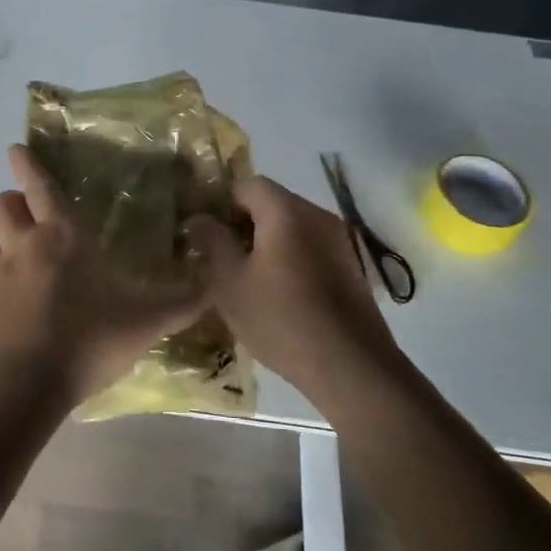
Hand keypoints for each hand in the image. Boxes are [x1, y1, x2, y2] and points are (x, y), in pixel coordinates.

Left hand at [0, 145, 204, 408]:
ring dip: (4, 246)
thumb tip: (215, 283)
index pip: (39, 187)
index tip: (15, 149)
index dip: (27, 165)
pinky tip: (17, 319)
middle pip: (1, 206)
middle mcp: (23, 249)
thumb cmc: (87, 340)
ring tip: (24, 267)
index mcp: (63, 239)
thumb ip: (182, 303)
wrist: (22, 385)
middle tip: (28, 215)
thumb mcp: (146, 323)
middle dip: (10, 202)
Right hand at [186, 177, 398, 399]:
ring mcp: (340, 240)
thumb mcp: (230, 283)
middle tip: (223, 259)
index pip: (249, 185)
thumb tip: (198, 218)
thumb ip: (212, 243)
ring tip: (249, 280)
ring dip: (268, 243)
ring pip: (293, 228)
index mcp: (286, 211)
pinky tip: (281, 295)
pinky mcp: (352, 266)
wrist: (350, 365)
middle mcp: (318, 215)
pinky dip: (292, 259)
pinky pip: (312, 248)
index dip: (223, 204)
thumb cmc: (280, 319)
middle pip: (273, 203)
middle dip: (244, 224)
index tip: (208, 234)